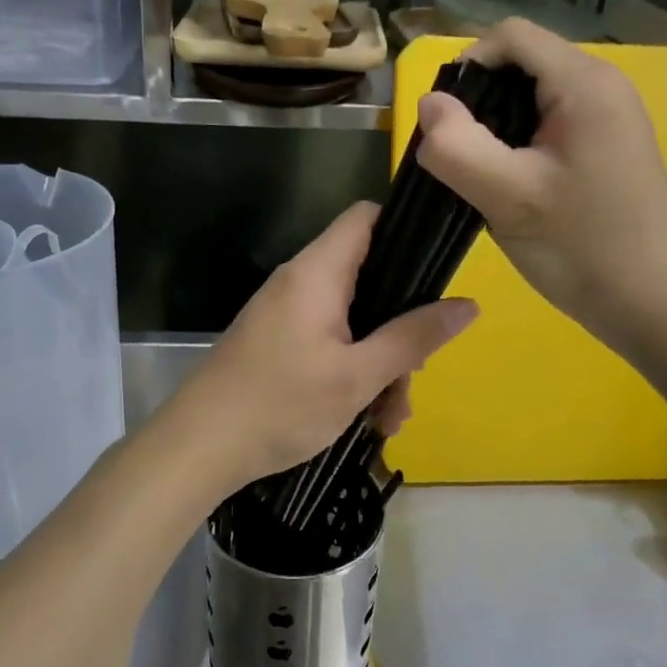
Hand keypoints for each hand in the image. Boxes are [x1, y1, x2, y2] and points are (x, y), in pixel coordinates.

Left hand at [172, 203, 479, 489]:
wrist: (198, 449)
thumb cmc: (279, 405)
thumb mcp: (357, 377)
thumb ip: (412, 338)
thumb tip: (469, 305)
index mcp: (317, 273)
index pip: (366, 218)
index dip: (405, 231)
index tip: (436, 271)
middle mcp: (300, 283)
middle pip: (369, 279)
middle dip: (400, 326)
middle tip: (414, 375)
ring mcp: (286, 314)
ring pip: (353, 321)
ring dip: (380, 363)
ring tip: (389, 419)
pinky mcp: (278, 343)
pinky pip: (329, 343)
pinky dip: (352, 372)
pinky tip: (365, 419)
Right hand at [415, 19, 666, 356]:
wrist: (653, 304)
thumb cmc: (582, 247)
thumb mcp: (508, 196)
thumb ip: (458, 146)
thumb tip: (428, 104)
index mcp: (584, 82)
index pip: (510, 36)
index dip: (467, 66)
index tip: (444, 124)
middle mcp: (601, 87)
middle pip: (520, 64)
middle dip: (479, 102)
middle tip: (460, 158)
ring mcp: (607, 119)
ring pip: (531, 99)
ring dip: (495, 130)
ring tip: (481, 177)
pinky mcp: (605, 149)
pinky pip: (548, 127)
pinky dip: (518, 147)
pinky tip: (509, 187)